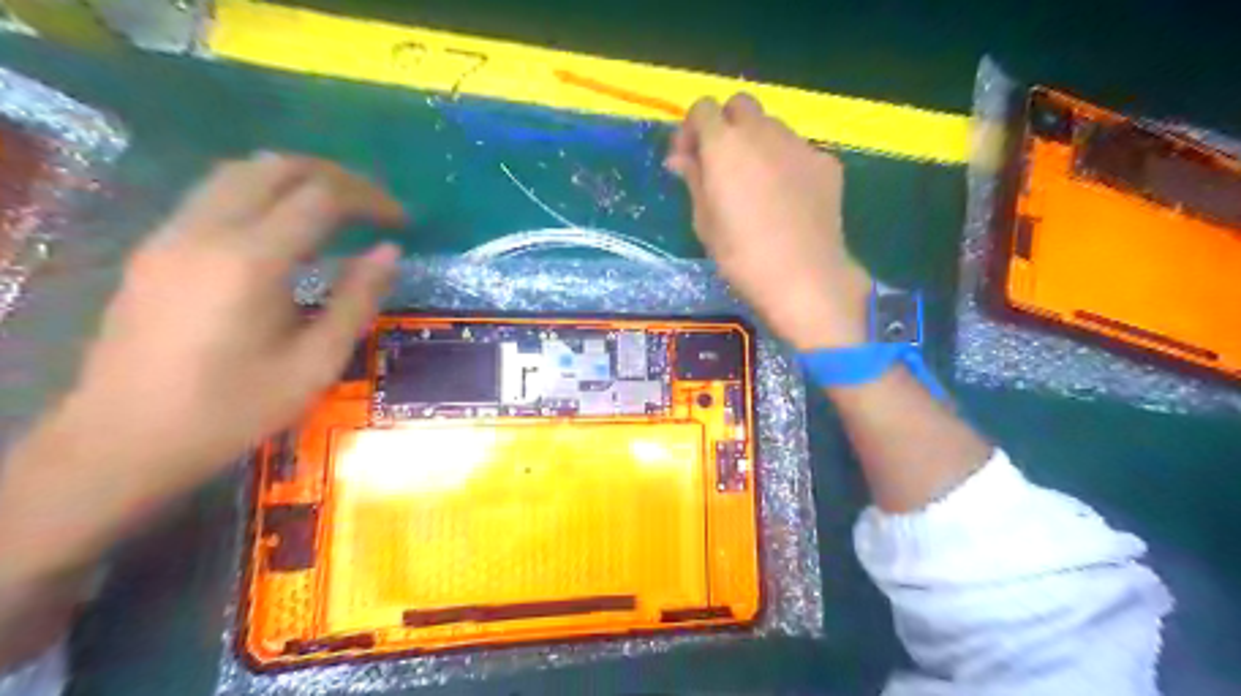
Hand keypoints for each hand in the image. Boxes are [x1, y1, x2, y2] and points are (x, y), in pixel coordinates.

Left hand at [7, 152, 407, 529]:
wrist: (124, 441)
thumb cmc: (234, 409)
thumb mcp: (316, 363)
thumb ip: (357, 300)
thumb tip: (389, 253)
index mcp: (251, 260)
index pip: (321, 197)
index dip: (370, 200)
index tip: (402, 222)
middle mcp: (206, 230)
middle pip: (278, 168)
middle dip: (337, 178)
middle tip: (374, 208)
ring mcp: (171, 234)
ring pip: (240, 172)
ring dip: (297, 178)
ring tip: (336, 209)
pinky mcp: (155, 248)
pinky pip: (214, 194)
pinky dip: (262, 193)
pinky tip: (283, 229)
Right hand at [669, 94, 871, 351]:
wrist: (804, 276)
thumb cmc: (741, 255)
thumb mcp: (704, 221)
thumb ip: (693, 180)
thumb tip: (680, 158)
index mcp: (725, 145)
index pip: (703, 108)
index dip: (691, 130)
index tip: (688, 160)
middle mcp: (763, 131)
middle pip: (740, 104)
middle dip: (726, 125)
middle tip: (721, 164)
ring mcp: (799, 144)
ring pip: (772, 126)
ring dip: (757, 142)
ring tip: (756, 184)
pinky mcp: (826, 162)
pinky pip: (798, 150)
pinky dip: (785, 163)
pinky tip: (786, 198)